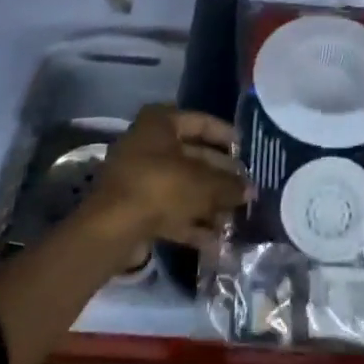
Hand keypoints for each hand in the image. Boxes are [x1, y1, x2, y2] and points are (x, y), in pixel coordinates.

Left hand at [84, 106, 249, 256]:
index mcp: (160, 123)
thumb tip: (250, 190)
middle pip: (193, 157)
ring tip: (235, 218)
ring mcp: (139, 177)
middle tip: (244, 189)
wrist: (113, 228)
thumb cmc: (161, 187)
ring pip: (182, 186)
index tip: (246, 150)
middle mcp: (148, 144)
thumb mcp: (204, 183)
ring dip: (208, 203)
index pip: (201, 122)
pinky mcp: (135, 208)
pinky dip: (191, 222)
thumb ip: (229, 185)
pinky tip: (216, 241)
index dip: (226, 135)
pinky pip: (170, 209)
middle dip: (220, 177)